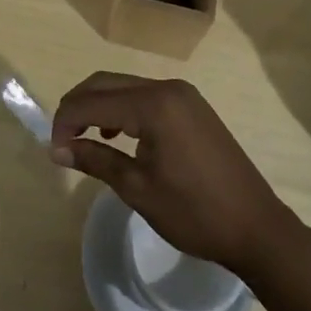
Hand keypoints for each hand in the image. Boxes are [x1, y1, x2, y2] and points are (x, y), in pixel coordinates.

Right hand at [49, 72, 296, 275]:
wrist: (257, 227)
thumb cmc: (195, 213)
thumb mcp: (138, 189)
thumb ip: (96, 160)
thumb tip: (58, 149)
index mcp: (152, 105)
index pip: (92, 102)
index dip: (65, 122)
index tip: (54, 149)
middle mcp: (166, 87)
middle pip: (106, 83)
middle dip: (78, 106)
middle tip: (62, 140)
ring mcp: (182, 94)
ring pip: (125, 86)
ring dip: (99, 106)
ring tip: (85, 139)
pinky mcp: (192, 105)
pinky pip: (145, 95)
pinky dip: (123, 108)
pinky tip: (119, 136)